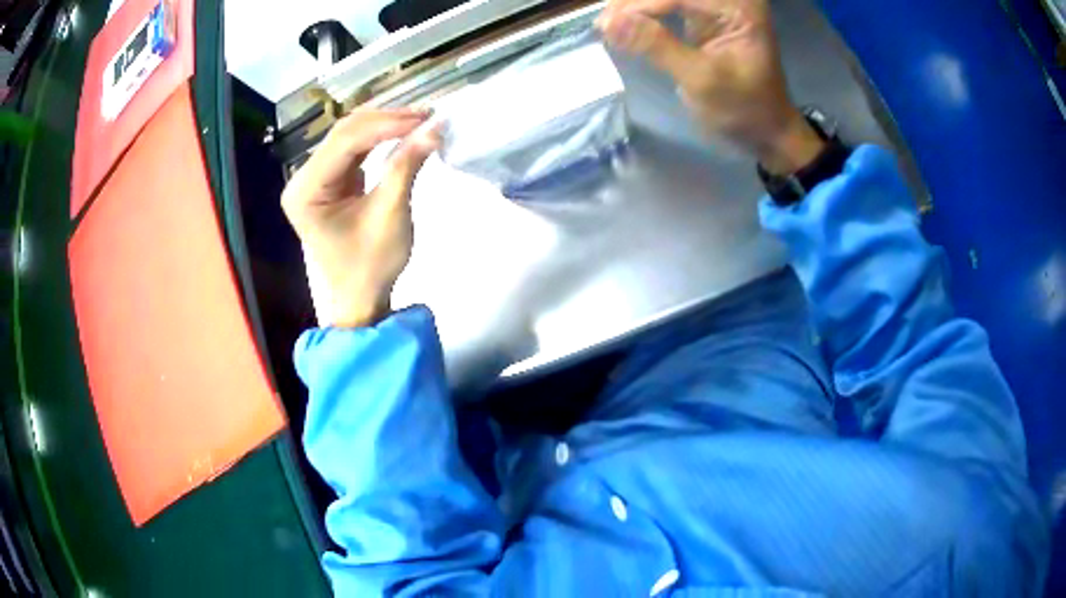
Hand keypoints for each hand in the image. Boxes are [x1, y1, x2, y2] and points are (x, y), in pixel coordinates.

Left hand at [282, 108, 439, 327]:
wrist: (361, 298)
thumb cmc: (371, 265)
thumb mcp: (390, 215)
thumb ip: (407, 167)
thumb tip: (434, 128)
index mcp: (305, 191)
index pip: (344, 143)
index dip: (385, 125)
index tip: (424, 119)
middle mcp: (303, 178)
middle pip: (344, 133)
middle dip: (386, 121)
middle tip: (427, 116)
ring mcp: (315, 177)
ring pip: (350, 135)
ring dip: (385, 125)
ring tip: (421, 120)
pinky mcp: (330, 180)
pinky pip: (354, 149)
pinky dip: (380, 138)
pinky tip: (404, 131)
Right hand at [597, 0, 824, 173]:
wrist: (766, 130)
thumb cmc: (744, 110)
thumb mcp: (702, 80)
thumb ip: (658, 46)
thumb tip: (609, 23)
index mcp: (739, 6)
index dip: (641, 5)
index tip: (607, 25)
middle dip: (633, 3)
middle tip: (604, 25)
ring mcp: (714, 5)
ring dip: (633, 6)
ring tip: (607, 27)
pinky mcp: (701, 15)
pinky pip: (664, 4)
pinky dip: (641, 13)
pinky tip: (622, 25)